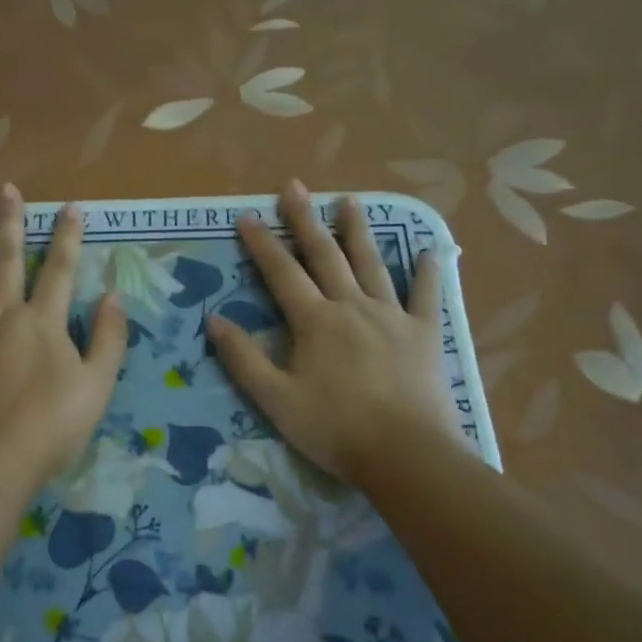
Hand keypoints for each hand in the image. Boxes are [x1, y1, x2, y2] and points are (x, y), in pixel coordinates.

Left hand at [0, 185, 126, 494]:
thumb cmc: (52, 427)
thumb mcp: (98, 386)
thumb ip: (108, 339)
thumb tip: (113, 296)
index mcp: (43, 321)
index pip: (60, 269)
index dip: (67, 236)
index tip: (70, 206)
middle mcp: (2, 313)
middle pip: (7, 259)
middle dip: (9, 221)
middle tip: (5, 188)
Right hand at [205, 180, 463, 485]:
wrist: (405, 454)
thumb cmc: (334, 428)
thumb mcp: (275, 399)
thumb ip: (244, 358)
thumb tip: (213, 319)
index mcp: (315, 321)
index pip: (282, 273)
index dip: (263, 244)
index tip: (247, 216)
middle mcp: (352, 306)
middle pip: (325, 256)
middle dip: (306, 220)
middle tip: (294, 186)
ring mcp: (392, 317)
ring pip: (371, 264)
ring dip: (358, 231)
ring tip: (350, 200)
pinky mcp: (424, 335)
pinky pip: (425, 296)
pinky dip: (427, 273)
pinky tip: (428, 252)